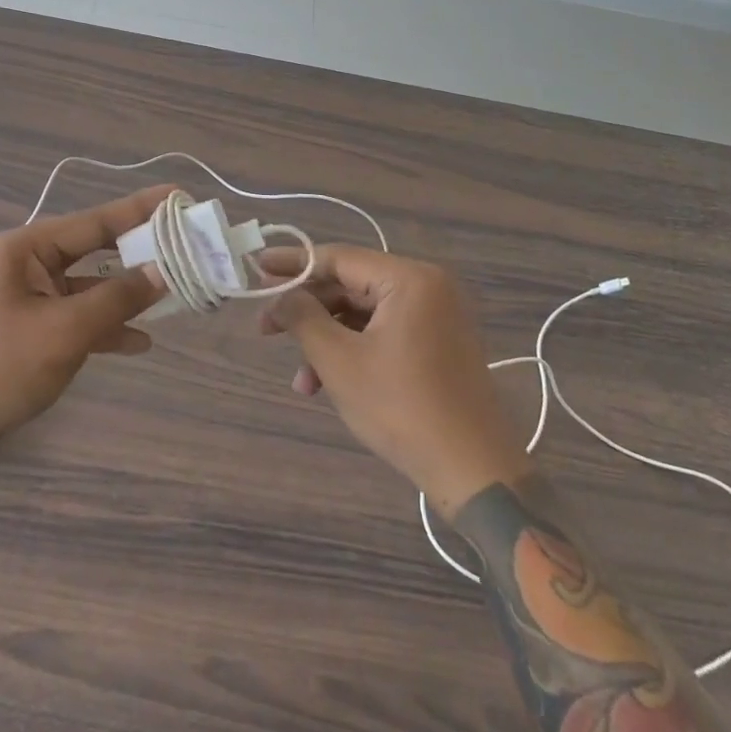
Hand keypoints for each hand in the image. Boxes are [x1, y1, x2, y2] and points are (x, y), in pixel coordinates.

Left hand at [0, 187, 169, 471]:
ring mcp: (31, 296)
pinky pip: (79, 315)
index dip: (140, 209)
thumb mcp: (64, 331)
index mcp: (27, 248)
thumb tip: (161, 272)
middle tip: (185, 245)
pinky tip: (139, 342)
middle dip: (139, 251)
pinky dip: (107, 325)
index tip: (177, 195)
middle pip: (96, 249)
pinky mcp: (34, 327)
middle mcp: (29, 263)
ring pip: (91, 285)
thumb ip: (116, 298)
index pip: (95, 220)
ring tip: (174, 293)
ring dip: (127, 293)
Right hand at [259, 244, 530, 512]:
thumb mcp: (339, 361)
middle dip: (307, 311)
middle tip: (265, 327)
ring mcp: (436, 317)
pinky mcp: (437, 345)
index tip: (256, 269)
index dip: (293, 264)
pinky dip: (353, 353)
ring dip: (326, 341)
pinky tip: (325, 386)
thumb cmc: (402, 409)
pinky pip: (383, 333)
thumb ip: (303, 317)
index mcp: (409, 279)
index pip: (338, 258)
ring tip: (299, 379)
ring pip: (364, 315)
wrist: (475, 473)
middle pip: (350, 286)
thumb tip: (282, 296)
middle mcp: (427, 287)